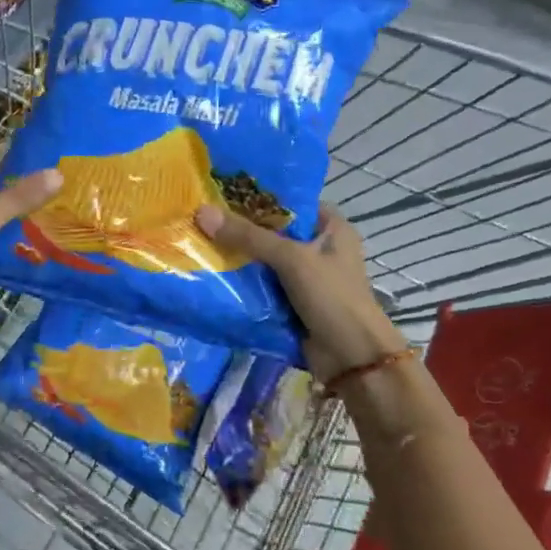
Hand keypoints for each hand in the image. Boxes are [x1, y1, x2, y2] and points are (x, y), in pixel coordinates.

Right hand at [194, 201, 406, 380]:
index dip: (259, 196)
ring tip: (198, 241)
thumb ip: (248, 237)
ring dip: (239, 258)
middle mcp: (319, 248)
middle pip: (274, 232)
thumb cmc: (332, 297)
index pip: (291, 202)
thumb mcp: (291, 259)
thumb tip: (202, 212)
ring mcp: (306, 278)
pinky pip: (262, 286)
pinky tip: (212, 274)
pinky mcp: (292, 303)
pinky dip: (243, 283)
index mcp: (331, 228)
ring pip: (265, 261)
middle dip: (242, 228)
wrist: (351, 358)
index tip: (222, 191)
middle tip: (202, 216)